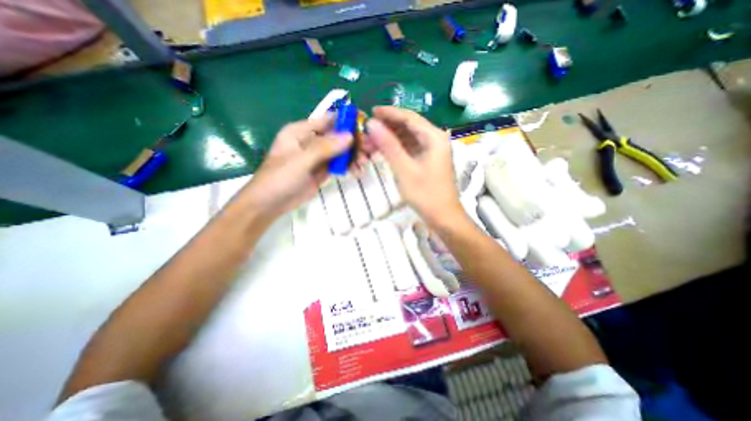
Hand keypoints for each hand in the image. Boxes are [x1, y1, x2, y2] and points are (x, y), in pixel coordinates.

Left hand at [244, 115, 354, 219]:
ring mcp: (318, 157)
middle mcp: (311, 141)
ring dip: (353, 155)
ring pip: (340, 151)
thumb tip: (349, 136)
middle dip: (354, 141)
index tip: (365, 124)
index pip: (328, 120)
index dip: (346, 120)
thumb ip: (324, 148)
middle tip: (369, 148)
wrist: (270, 204)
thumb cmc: (279, 178)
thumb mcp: (300, 161)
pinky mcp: (322, 171)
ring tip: (365, 162)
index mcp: (301, 132)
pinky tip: (358, 170)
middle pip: (337, 136)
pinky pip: (339, 165)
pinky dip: (349, 166)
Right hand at [366, 107, 467, 228]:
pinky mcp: (427, 160)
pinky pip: (409, 149)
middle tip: (367, 131)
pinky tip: (382, 151)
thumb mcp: (405, 169)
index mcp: (434, 137)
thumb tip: (372, 124)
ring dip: (390, 139)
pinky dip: (396, 149)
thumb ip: (389, 146)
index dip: (389, 113)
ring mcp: (431, 151)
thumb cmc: (426, 194)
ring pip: (407, 138)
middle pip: (408, 126)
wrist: (443, 216)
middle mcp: (434, 139)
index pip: (409, 117)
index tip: (371, 111)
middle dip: (387, 128)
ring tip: (370, 143)